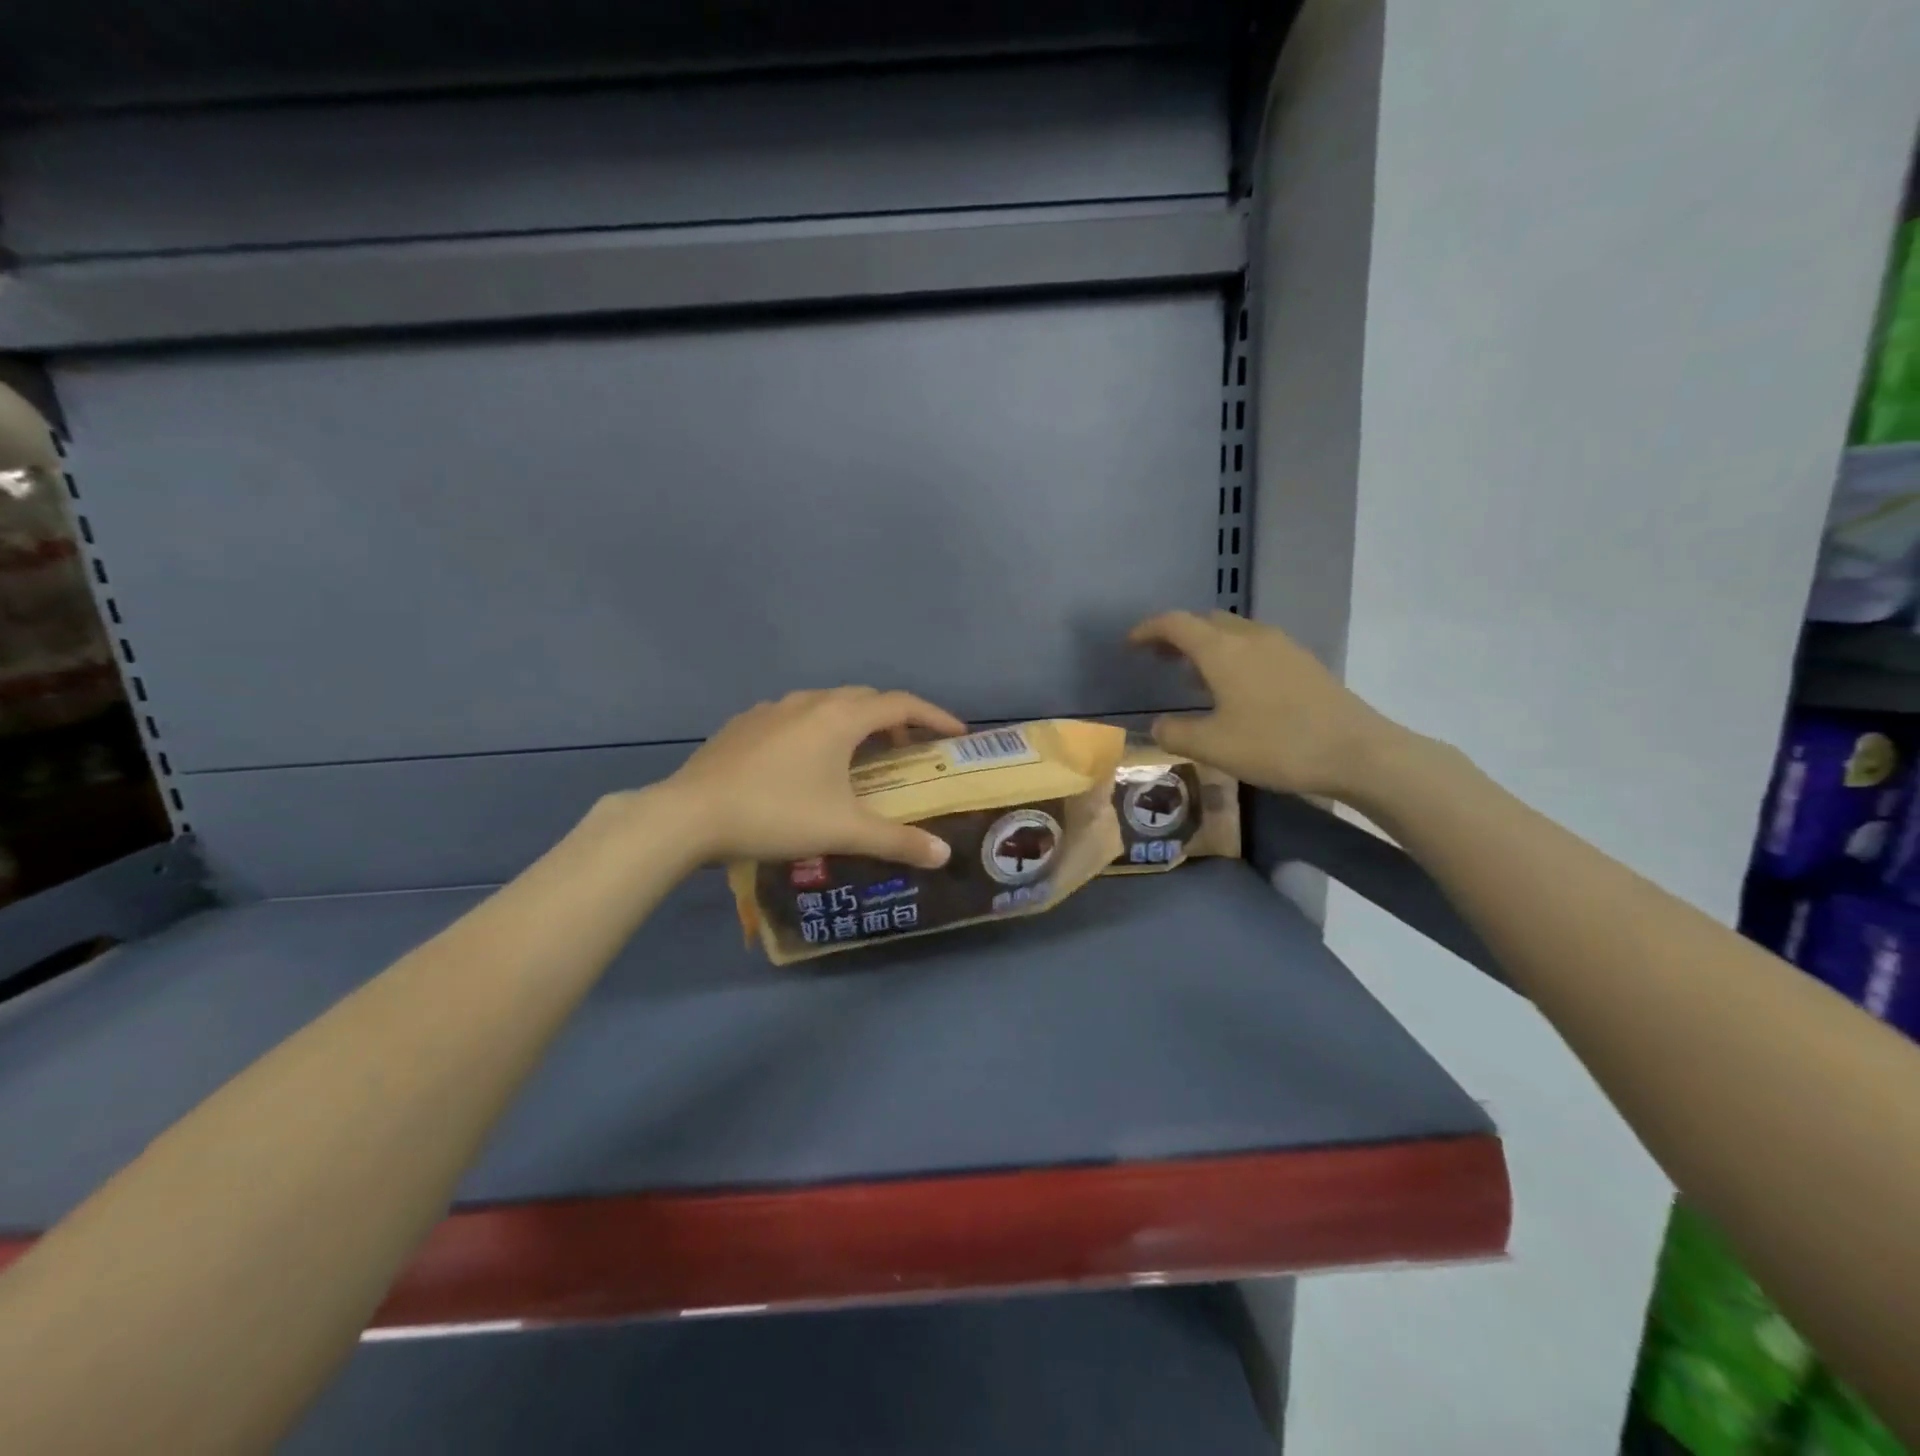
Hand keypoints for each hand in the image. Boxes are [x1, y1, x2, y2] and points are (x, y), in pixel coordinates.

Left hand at [659, 688, 966, 867]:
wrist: (690, 815)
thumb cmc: (776, 815)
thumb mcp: (843, 830)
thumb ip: (897, 841)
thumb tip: (943, 855)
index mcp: (839, 718)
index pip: (901, 705)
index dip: (934, 716)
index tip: (956, 733)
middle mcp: (809, 702)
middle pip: (865, 699)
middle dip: (894, 719)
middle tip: (908, 750)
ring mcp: (771, 709)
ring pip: (826, 704)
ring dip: (853, 722)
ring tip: (859, 755)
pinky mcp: (744, 724)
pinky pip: (794, 716)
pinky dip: (817, 729)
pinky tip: (805, 762)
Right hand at [1128, 610, 1395, 800]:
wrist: (1358, 751)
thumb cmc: (1277, 745)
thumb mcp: (1213, 747)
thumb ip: (1175, 733)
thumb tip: (1158, 726)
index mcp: (1222, 650)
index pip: (1175, 623)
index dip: (1148, 629)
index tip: (1130, 644)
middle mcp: (1250, 637)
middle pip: (1205, 620)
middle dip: (1177, 634)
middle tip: (1158, 658)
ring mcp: (1281, 646)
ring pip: (1232, 632)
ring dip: (1207, 645)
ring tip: (1192, 675)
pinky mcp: (1302, 662)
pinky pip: (1255, 645)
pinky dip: (1232, 655)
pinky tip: (1235, 688)